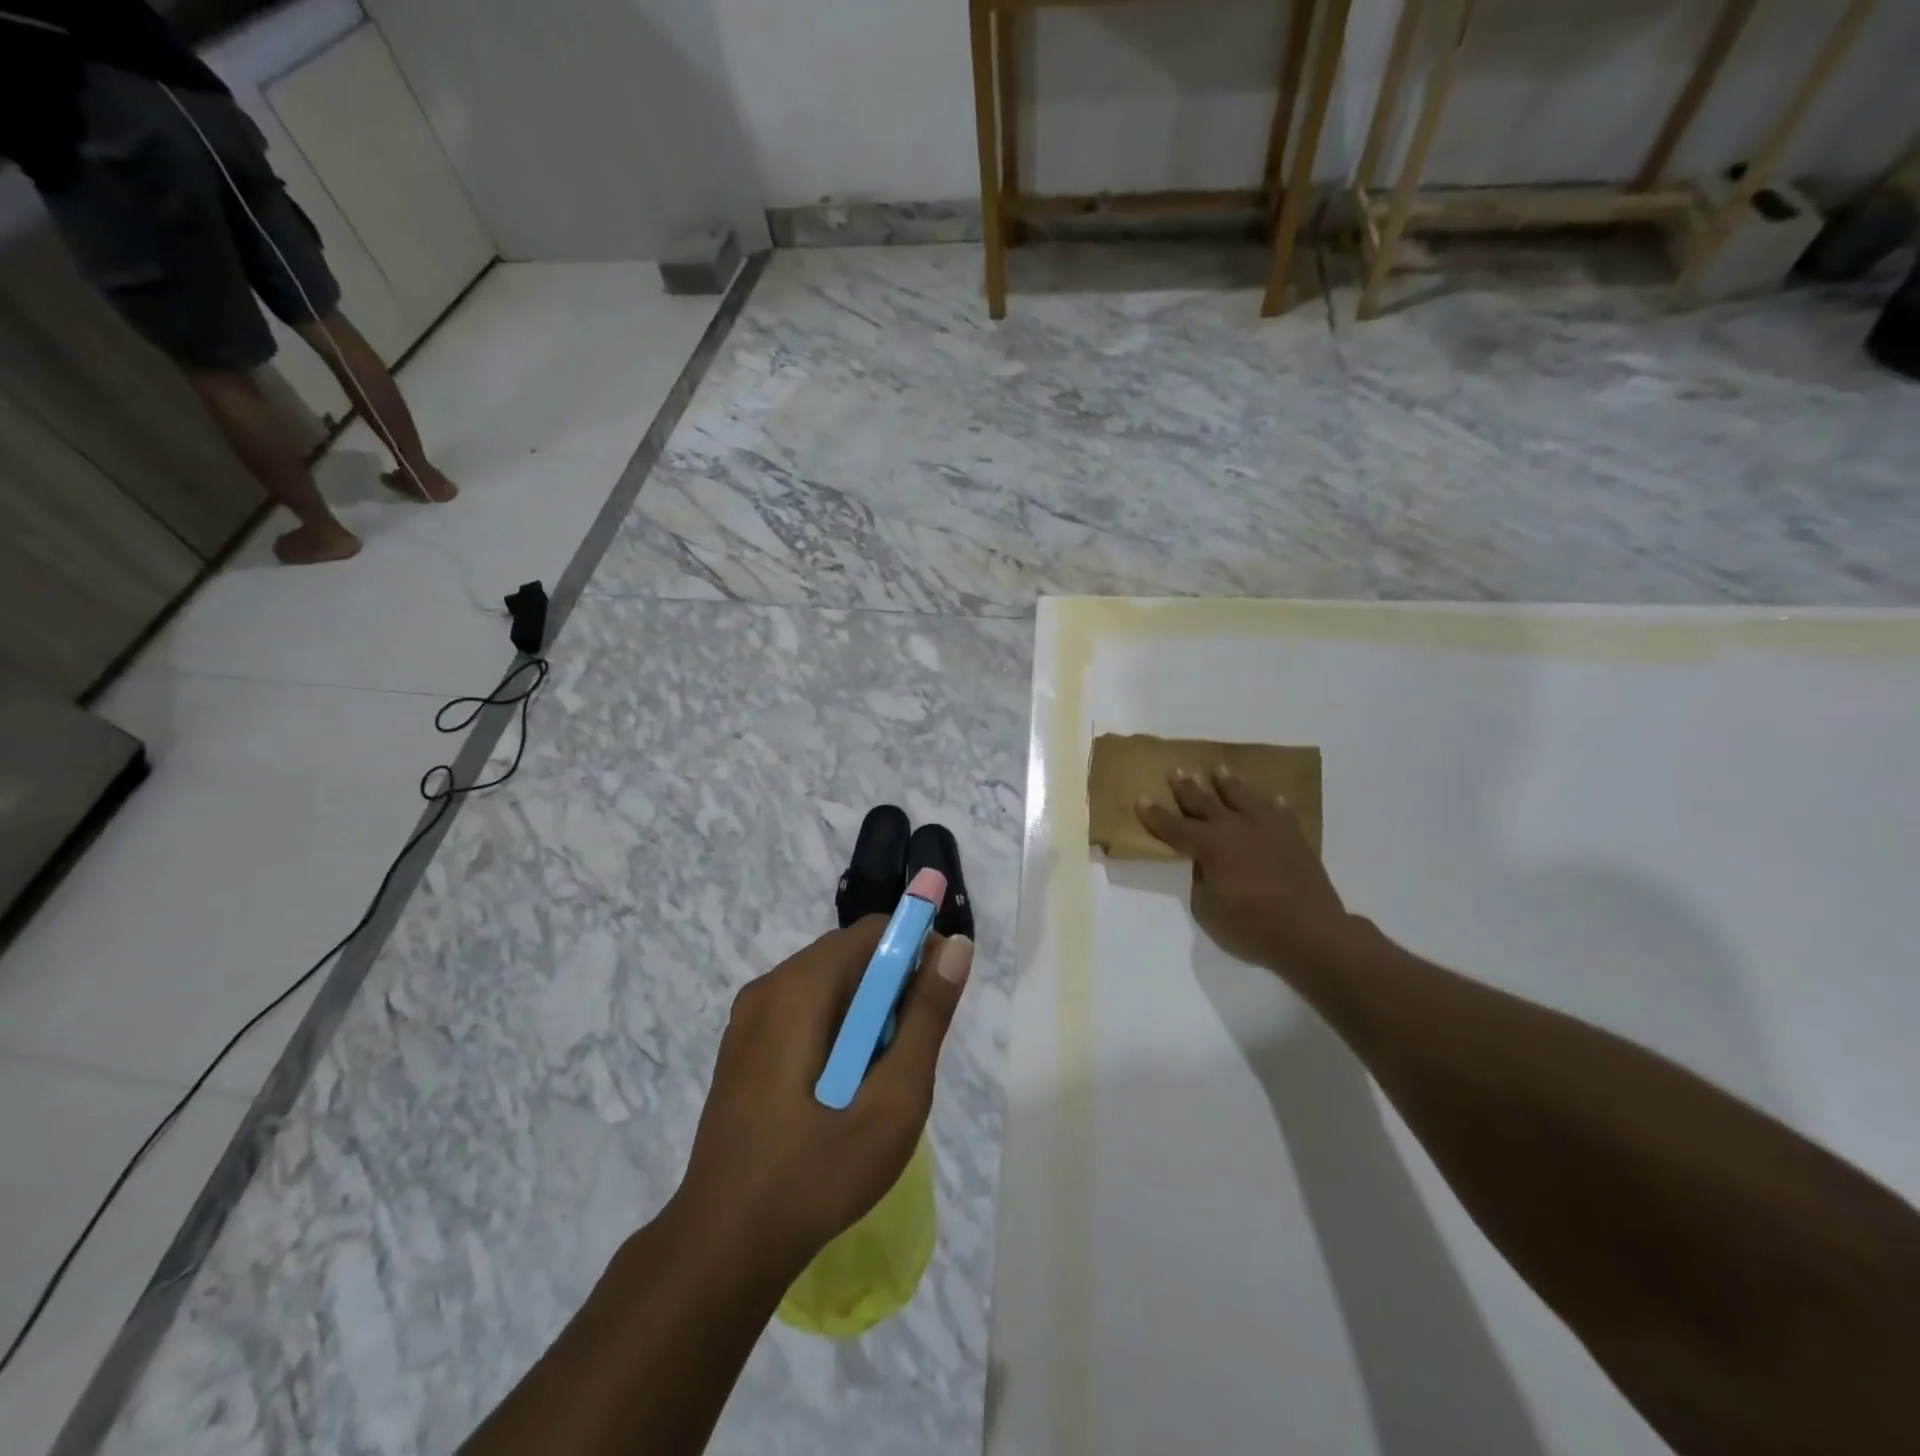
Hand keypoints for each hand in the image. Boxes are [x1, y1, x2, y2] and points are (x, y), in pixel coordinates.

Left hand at [675, 918, 972, 1280]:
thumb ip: (927, 1016)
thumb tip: (955, 946)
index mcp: (801, 987)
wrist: (724, 1246)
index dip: (916, 952)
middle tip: (907, 1055)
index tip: (936, 1002)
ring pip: (828, 985)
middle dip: (891, 990)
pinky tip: (839, 1090)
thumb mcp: (893, 1098)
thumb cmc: (818, 1173)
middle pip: (850, 955)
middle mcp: (769, 986)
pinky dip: (835, 1030)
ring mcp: (748, 1017)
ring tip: (875, 1080)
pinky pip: (803, 1011)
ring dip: (865, 1014)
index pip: (874, 932)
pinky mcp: (742, 1046)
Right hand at [1136, 767, 1354, 972]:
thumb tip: (1205, 865)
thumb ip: (1201, 880)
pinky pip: (1281, 813)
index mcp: (1210, 845)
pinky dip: (1274, 805)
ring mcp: (1267, 828)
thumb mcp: (1208, 909)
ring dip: (1228, 783)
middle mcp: (1235, 827)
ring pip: (1243, 796)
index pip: (1174, 827)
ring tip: (1219, 769)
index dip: (1155, 814)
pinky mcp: (1294, 836)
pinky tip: (1273, 799)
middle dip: (1187, 787)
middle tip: (1176, 769)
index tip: (1141, 798)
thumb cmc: (1251, 926)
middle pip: (1205, 802)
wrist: (1310, 931)